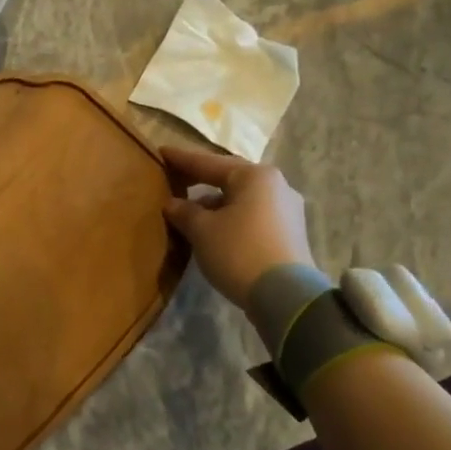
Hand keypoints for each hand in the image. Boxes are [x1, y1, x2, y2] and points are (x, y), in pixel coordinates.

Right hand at [162, 145, 316, 311]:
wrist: (285, 297)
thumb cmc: (238, 251)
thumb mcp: (202, 230)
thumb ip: (184, 212)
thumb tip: (172, 204)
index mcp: (255, 176)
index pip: (209, 162)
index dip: (182, 159)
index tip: (161, 152)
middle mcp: (276, 186)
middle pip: (229, 178)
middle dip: (201, 180)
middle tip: (175, 178)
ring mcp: (286, 210)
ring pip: (241, 199)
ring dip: (215, 203)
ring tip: (190, 211)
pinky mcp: (289, 234)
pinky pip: (251, 216)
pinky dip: (230, 217)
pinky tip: (213, 229)